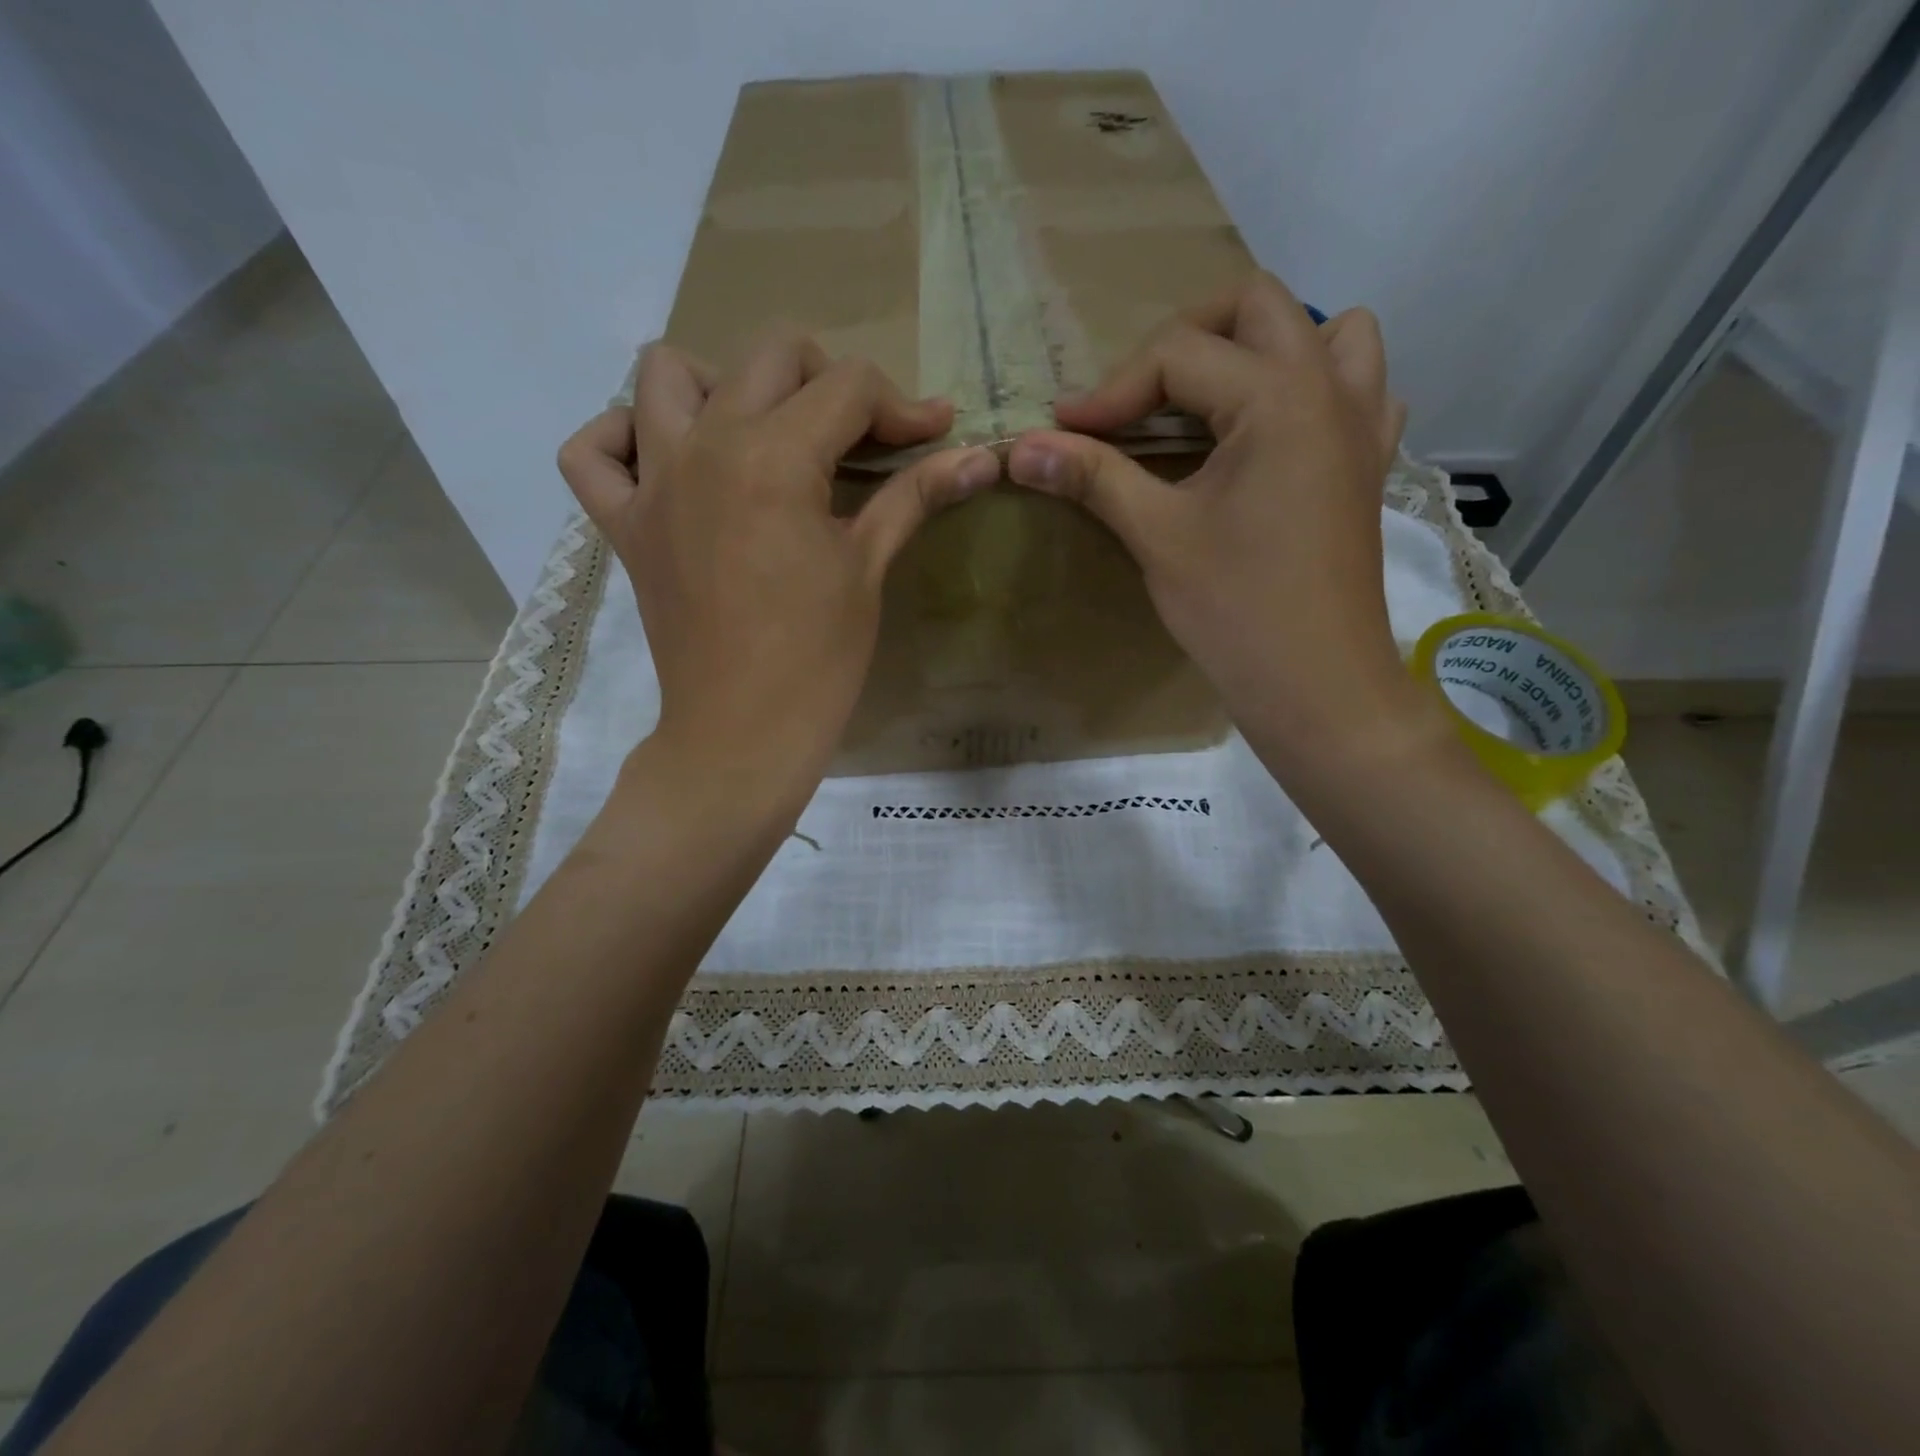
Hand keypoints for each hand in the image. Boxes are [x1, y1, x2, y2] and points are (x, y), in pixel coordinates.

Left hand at [559, 330, 1000, 797]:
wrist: (743, 734)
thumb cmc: (818, 660)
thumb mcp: (869, 568)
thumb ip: (917, 495)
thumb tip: (983, 456)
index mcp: (775, 459)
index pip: (848, 388)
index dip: (902, 406)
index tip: (933, 434)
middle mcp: (705, 447)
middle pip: (769, 356)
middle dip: (828, 382)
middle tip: (858, 438)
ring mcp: (653, 483)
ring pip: (667, 373)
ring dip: (722, 384)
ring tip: (760, 435)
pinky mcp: (624, 524)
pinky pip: (592, 451)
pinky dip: (623, 439)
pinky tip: (668, 462)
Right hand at [1006, 271, 1437, 778]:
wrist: (1316, 684)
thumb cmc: (1236, 609)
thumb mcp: (1157, 536)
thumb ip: (1093, 477)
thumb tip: (1020, 448)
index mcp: (1279, 396)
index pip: (1178, 356)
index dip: (1111, 391)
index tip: (1065, 432)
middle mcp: (1331, 388)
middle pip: (1257, 306)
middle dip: (1185, 339)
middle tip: (1137, 398)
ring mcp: (1363, 425)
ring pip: (1330, 332)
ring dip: (1266, 348)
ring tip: (1217, 399)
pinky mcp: (1368, 465)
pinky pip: (1360, 390)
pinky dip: (1316, 390)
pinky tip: (1276, 434)